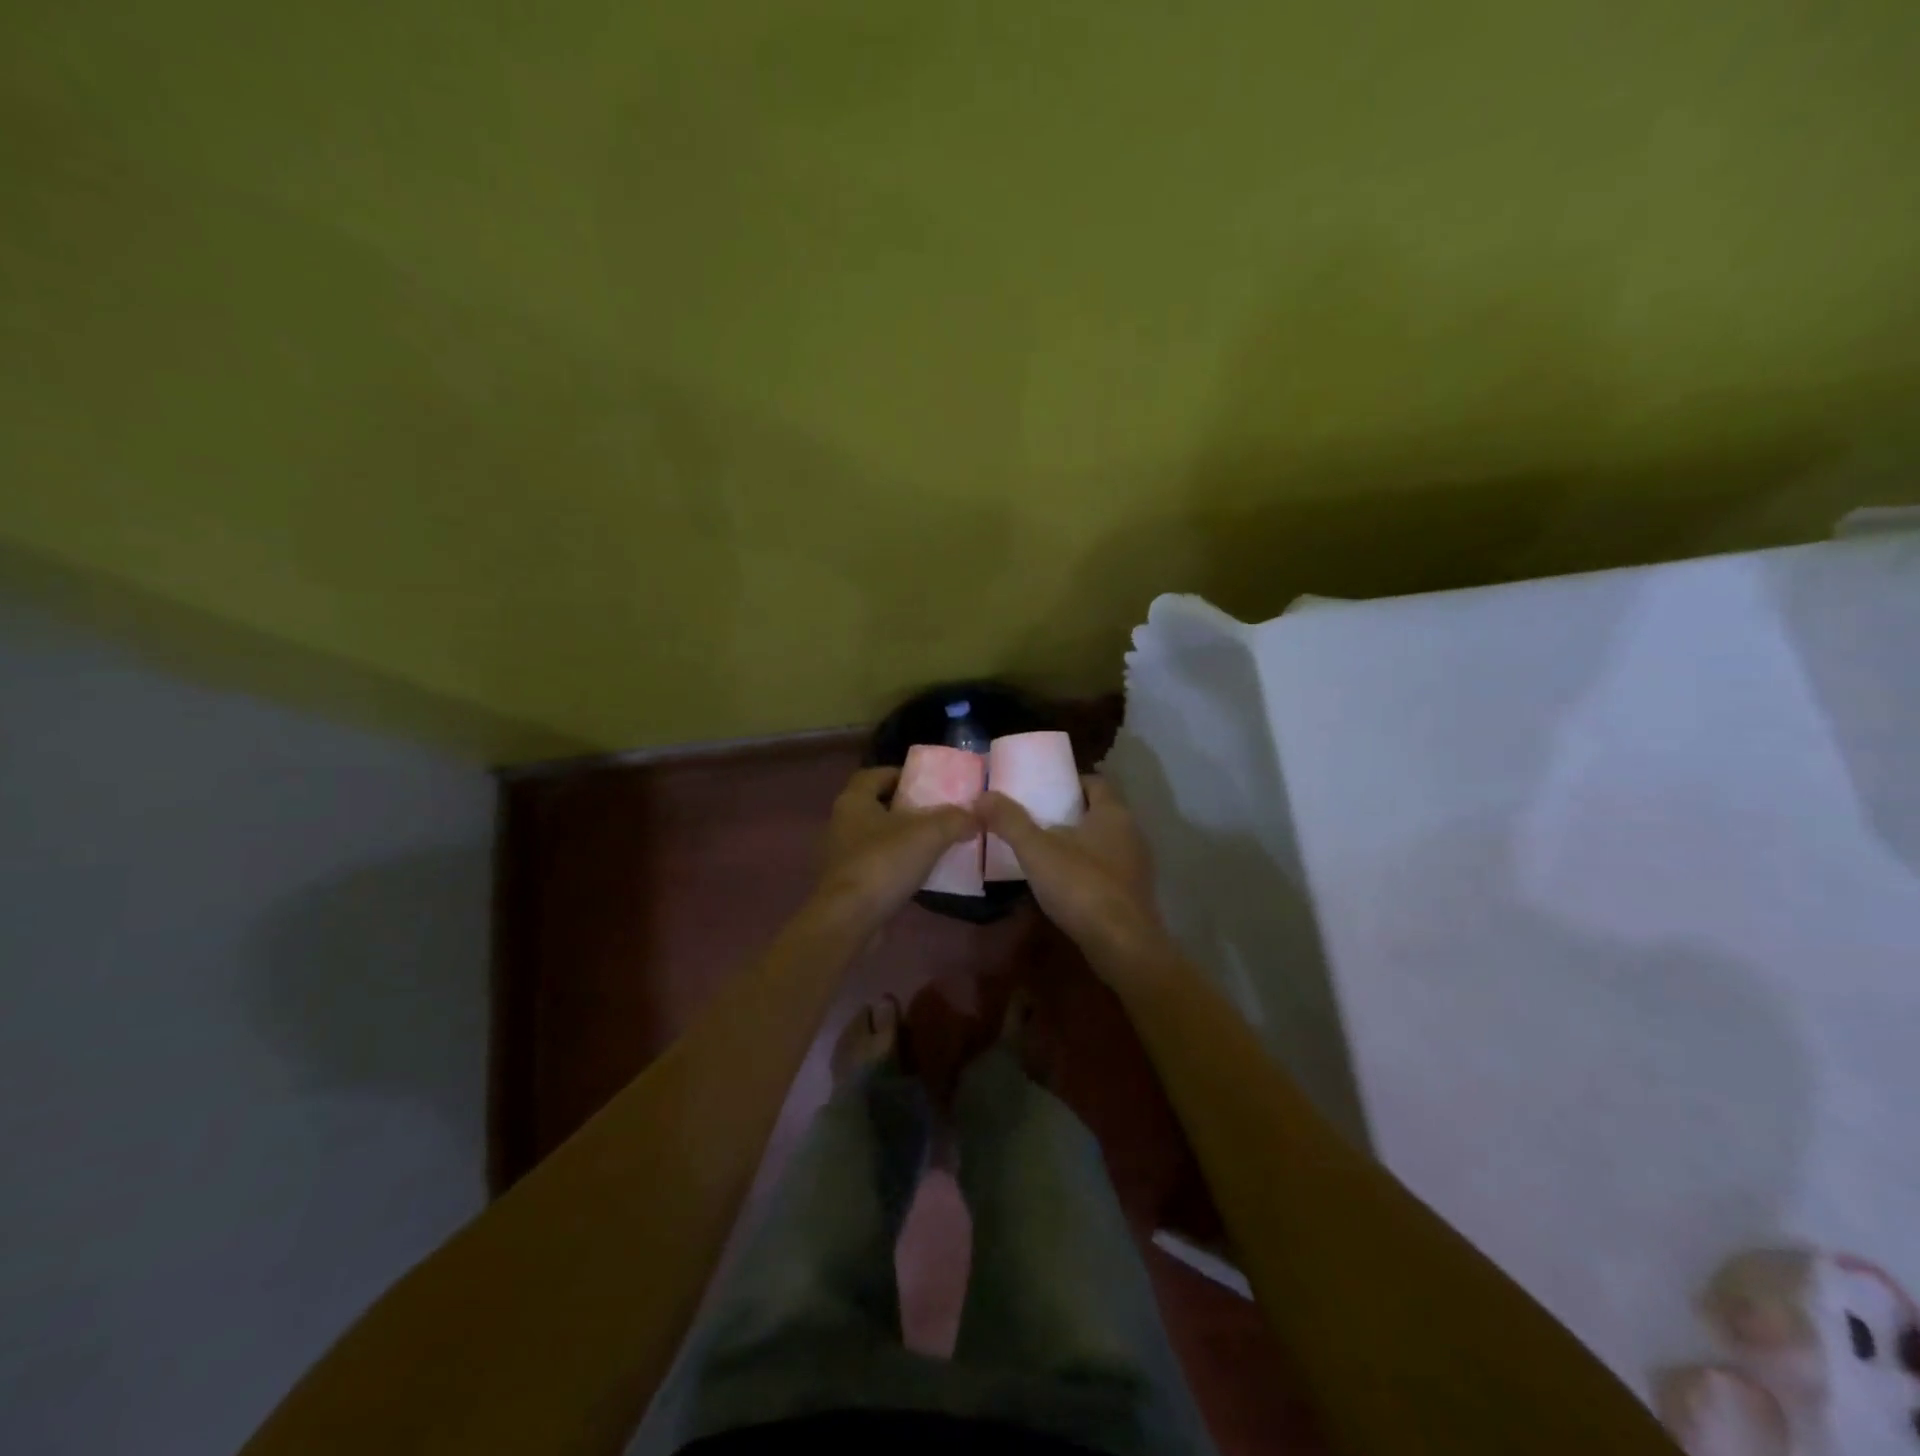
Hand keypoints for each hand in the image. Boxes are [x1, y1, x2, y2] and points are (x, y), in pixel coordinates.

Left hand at [810, 766, 975, 931]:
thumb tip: (978, 814)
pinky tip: (923, 872)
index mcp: (854, 801)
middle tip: (938, 811)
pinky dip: (899, 864)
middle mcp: (844, 823)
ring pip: (879, 836)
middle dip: (907, 807)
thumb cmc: (883, 864)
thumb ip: (955, 819)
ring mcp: (844, 855)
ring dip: (904, 837)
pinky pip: (879, 864)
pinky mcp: (850, 883)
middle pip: (878, 805)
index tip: (927, 782)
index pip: (875, 774)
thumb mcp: (928, 835)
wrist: (849, 920)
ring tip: (937, 841)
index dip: (900, 774)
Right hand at [978, 776, 1170, 966]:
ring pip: (1104, 841)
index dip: (1070, 781)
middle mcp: (1131, 832)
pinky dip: (1087, 869)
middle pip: (1099, 811)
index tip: (1043, 788)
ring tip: (1044, 850)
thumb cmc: (1081, 886)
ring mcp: (1137, 864)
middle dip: (1070, 812)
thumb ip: (1010, 821)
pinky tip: (1064, 883)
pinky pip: (1108, 869)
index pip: (1095, 781)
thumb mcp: (1036, 850)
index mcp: (1113, 812)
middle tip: (1036, 818)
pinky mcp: (1134, 893)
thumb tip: (982, 795)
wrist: (1122, 945)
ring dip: (1079, 842)